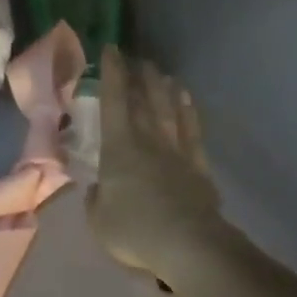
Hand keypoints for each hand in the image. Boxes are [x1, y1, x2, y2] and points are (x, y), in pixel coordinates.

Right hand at [86, 44, 225, 281]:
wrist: (190, 246)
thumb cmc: (135, 230)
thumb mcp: (99, 220)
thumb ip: (97, 199)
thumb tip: (100, 189)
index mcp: (119, 146)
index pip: (114, 100)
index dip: (111, 73)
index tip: (110, 49)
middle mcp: (149, 139)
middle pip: (144, 99)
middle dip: (139, 75)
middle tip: (137, 58)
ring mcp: (177, 151)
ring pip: (170, 110)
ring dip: (164, 89)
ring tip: (162, 73)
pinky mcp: (199, 167)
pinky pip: (193, 131)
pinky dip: (190, 112)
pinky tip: (188, 101)